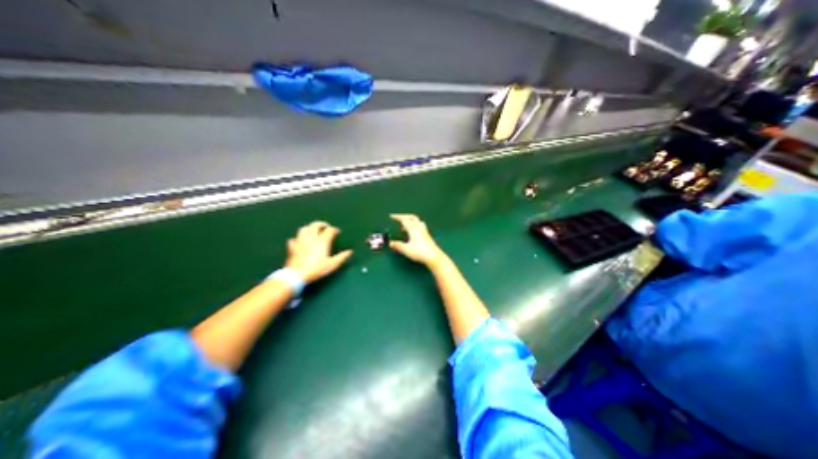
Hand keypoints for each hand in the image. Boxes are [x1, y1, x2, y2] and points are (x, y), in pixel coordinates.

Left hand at [285, 221, 351, 283]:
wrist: (297, 275)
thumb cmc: (317, 269)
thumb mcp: (332, 264)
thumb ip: (342, 257)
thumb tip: (350, 251)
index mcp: (322, 241)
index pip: (330, 230)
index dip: (335, 230)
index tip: (338, 232)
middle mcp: (311, 238)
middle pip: (316, 225)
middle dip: (322, 224)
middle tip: (326, 226)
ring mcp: (300, 241)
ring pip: (304, 229)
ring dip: (310, 227)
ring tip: (314, 230)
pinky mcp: (293, 247)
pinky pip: (294, 239)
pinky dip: (298, 238)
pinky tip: (300, 241)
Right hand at [388, 214, 445, 266]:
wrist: (433, 256)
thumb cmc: (419, 252)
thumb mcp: (406, 249)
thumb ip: (397, 245)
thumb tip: (390, 243)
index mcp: (413, 228)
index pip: (404, 219)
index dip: (397, 217)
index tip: (391, 216)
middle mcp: (419, 227)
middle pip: (412, 217)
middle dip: (404, 216)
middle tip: (398, 218)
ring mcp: (424, 231)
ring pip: (417, 221)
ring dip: (410, 221)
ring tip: (404, 226)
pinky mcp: (427, 235)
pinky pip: (420, 226)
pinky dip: (414, 226)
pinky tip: (412, 233)